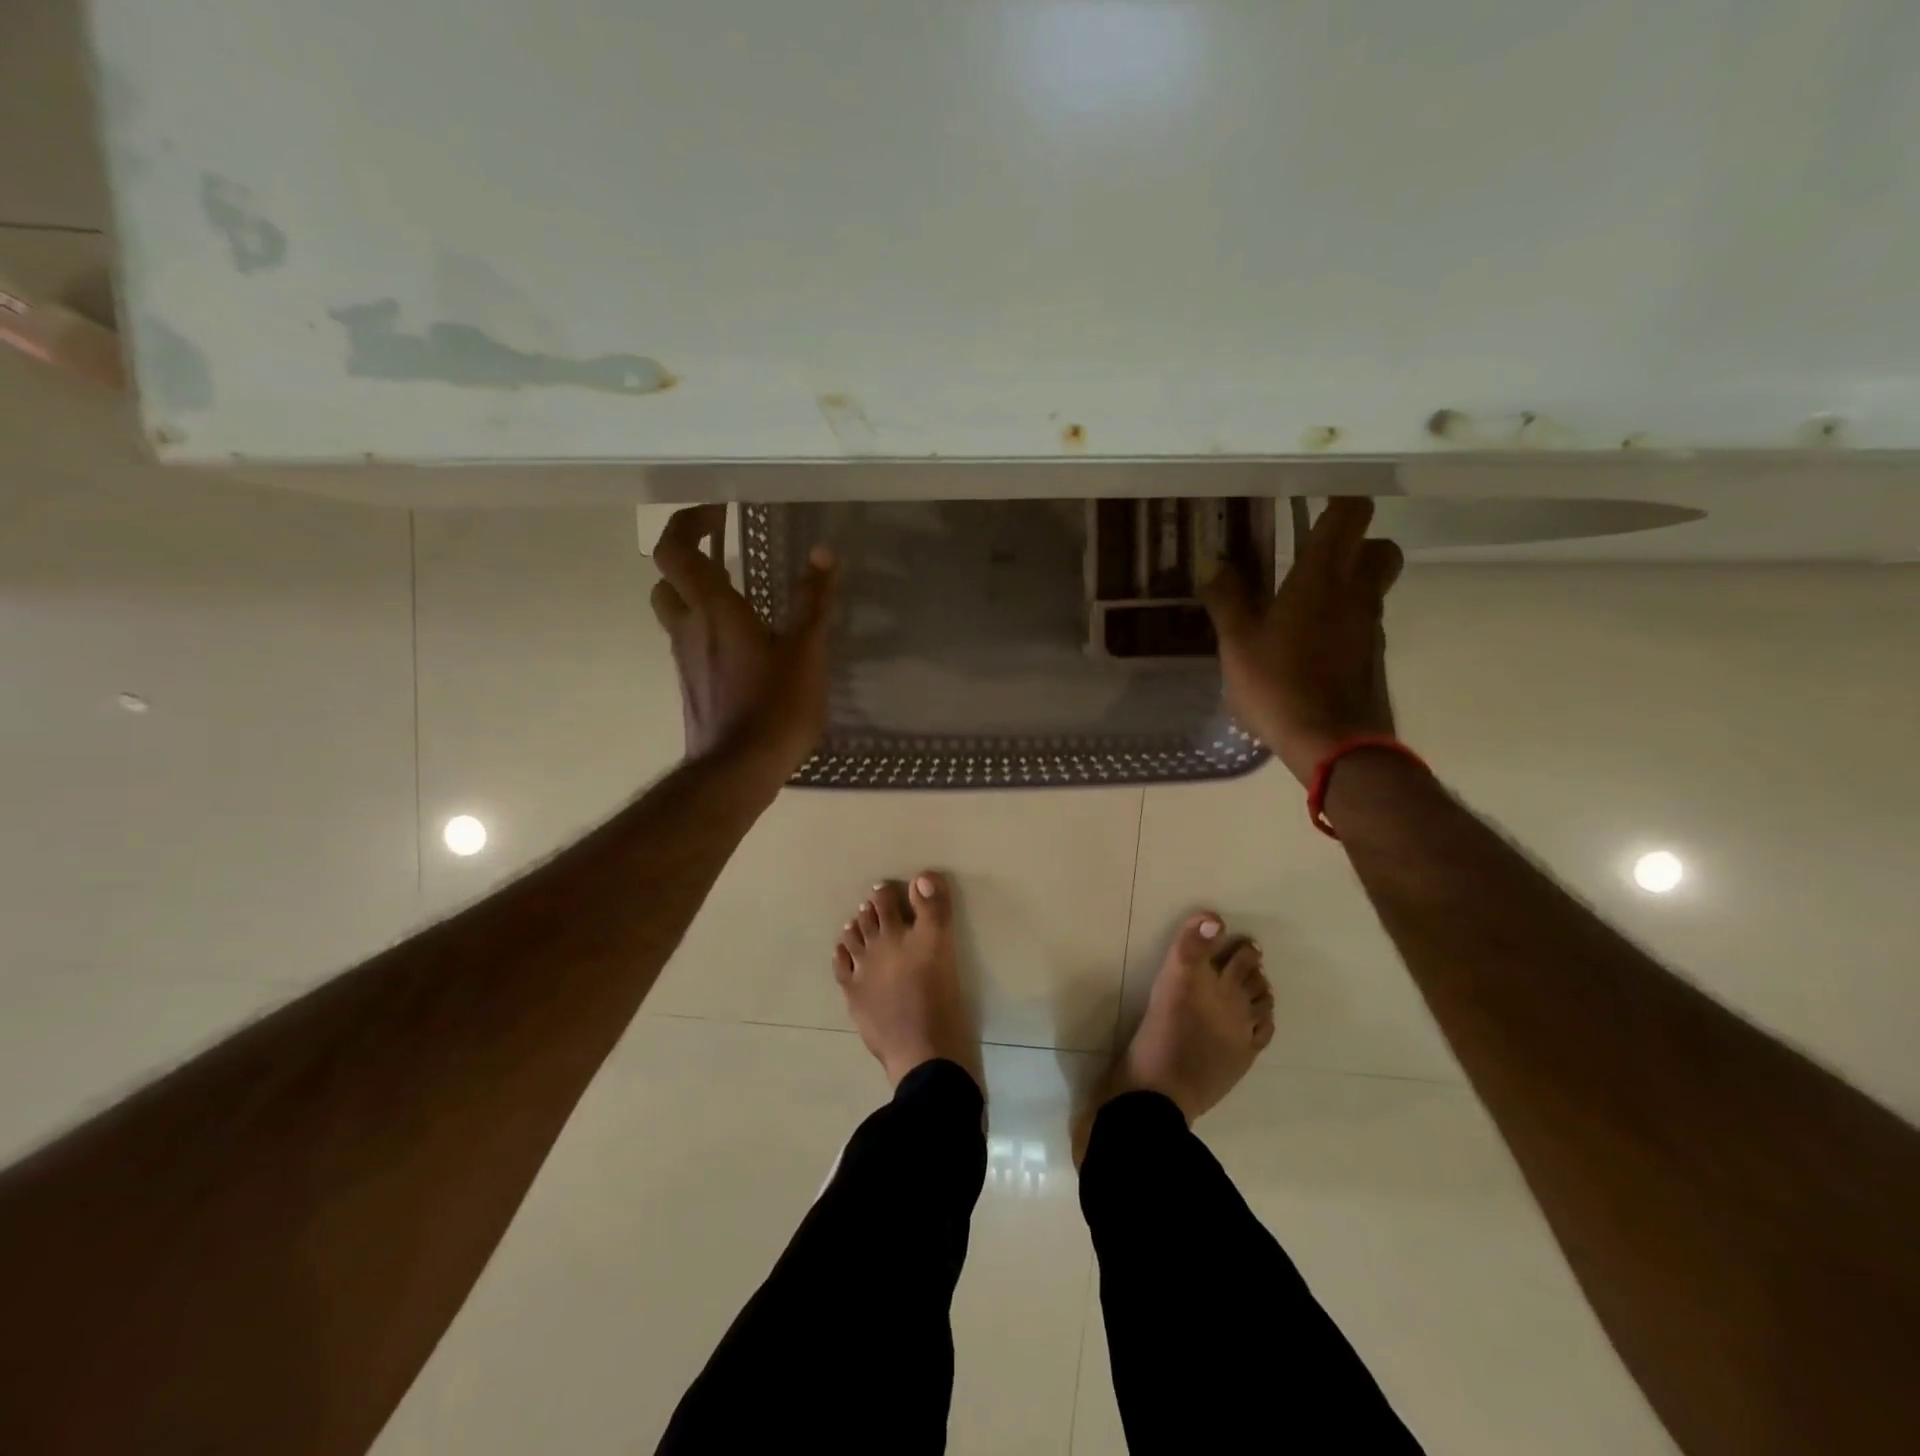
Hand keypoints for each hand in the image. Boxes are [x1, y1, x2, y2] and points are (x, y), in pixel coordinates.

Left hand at [649, 505, 836, 785]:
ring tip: (739, 593)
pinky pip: (691, 642)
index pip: (675, 550)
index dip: (687, 522)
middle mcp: (689, 628)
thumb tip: (823, 552)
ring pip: (676, 612)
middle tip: (723, 550)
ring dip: (696, 592)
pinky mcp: (692, 685)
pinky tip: (744, 643)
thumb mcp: (806, 651)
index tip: (716, 511)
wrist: (738, 772)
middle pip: (668, 578)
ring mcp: (685, 660)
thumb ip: (813, 600)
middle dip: (689, 557)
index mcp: (713, 610)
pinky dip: (708, 627)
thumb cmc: (775, 708)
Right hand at [1201, 497, 1403, 785]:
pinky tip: (1310, 644)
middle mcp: (1356, 592)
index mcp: (1321, 577)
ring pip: (1373, 585)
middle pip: (1378, 545)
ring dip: (1348, 581)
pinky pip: (1364, 620)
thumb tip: (1212, 560)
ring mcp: (1371, 625)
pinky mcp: (1373, 655)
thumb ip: (1226, 598)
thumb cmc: (1280, 685)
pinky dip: (1344, 619)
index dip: (1339, 499)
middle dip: (1354, 541)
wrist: (1333, 743)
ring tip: (1302, 602)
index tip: (1312, 499)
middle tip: (1313, 553)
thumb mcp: (1238, 642)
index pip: (1350, 514)